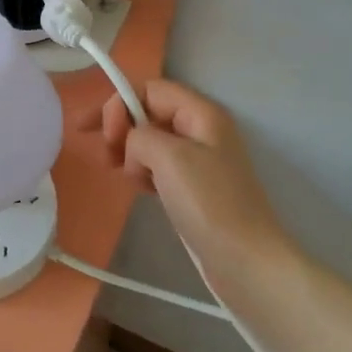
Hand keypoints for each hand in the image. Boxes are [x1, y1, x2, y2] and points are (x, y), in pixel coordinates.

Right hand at [100, 79, 292, 262]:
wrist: (246, 262)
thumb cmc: (209, 203)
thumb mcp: (169, 157)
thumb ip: (139, 135)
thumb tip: (133, 145)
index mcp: (201, 113)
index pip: (150, 89)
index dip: (122, 105)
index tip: (106, 136)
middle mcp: (201, 129)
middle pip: (149, 112)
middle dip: (121, 127)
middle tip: (106, 155)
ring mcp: (198, 160)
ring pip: (151, 140)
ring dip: (129, 152)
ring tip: (123, 174)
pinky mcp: (193, 187)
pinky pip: (158, 166)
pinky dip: (142, 171)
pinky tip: (138, 188)